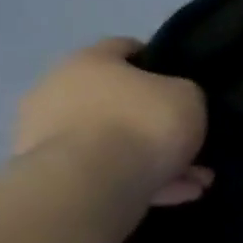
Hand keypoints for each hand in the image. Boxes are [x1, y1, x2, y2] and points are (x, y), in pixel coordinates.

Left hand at [14, 38, 212, 206]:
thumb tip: (175, 101)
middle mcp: (59, 91)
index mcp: (88, 61)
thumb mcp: (188, 96)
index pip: (124, 47)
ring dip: (153, 158)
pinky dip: (140, 181)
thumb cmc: (142, 124)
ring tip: (194, 179)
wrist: (91, 183)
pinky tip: (175, 194)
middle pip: (118, 101)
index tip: (183, 80)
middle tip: (189, 139)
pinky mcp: (51, 175)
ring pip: (115, 143)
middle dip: (155, 121)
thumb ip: (184, 92)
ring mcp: (48, 136)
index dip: (157, 60)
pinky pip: (107, 173)